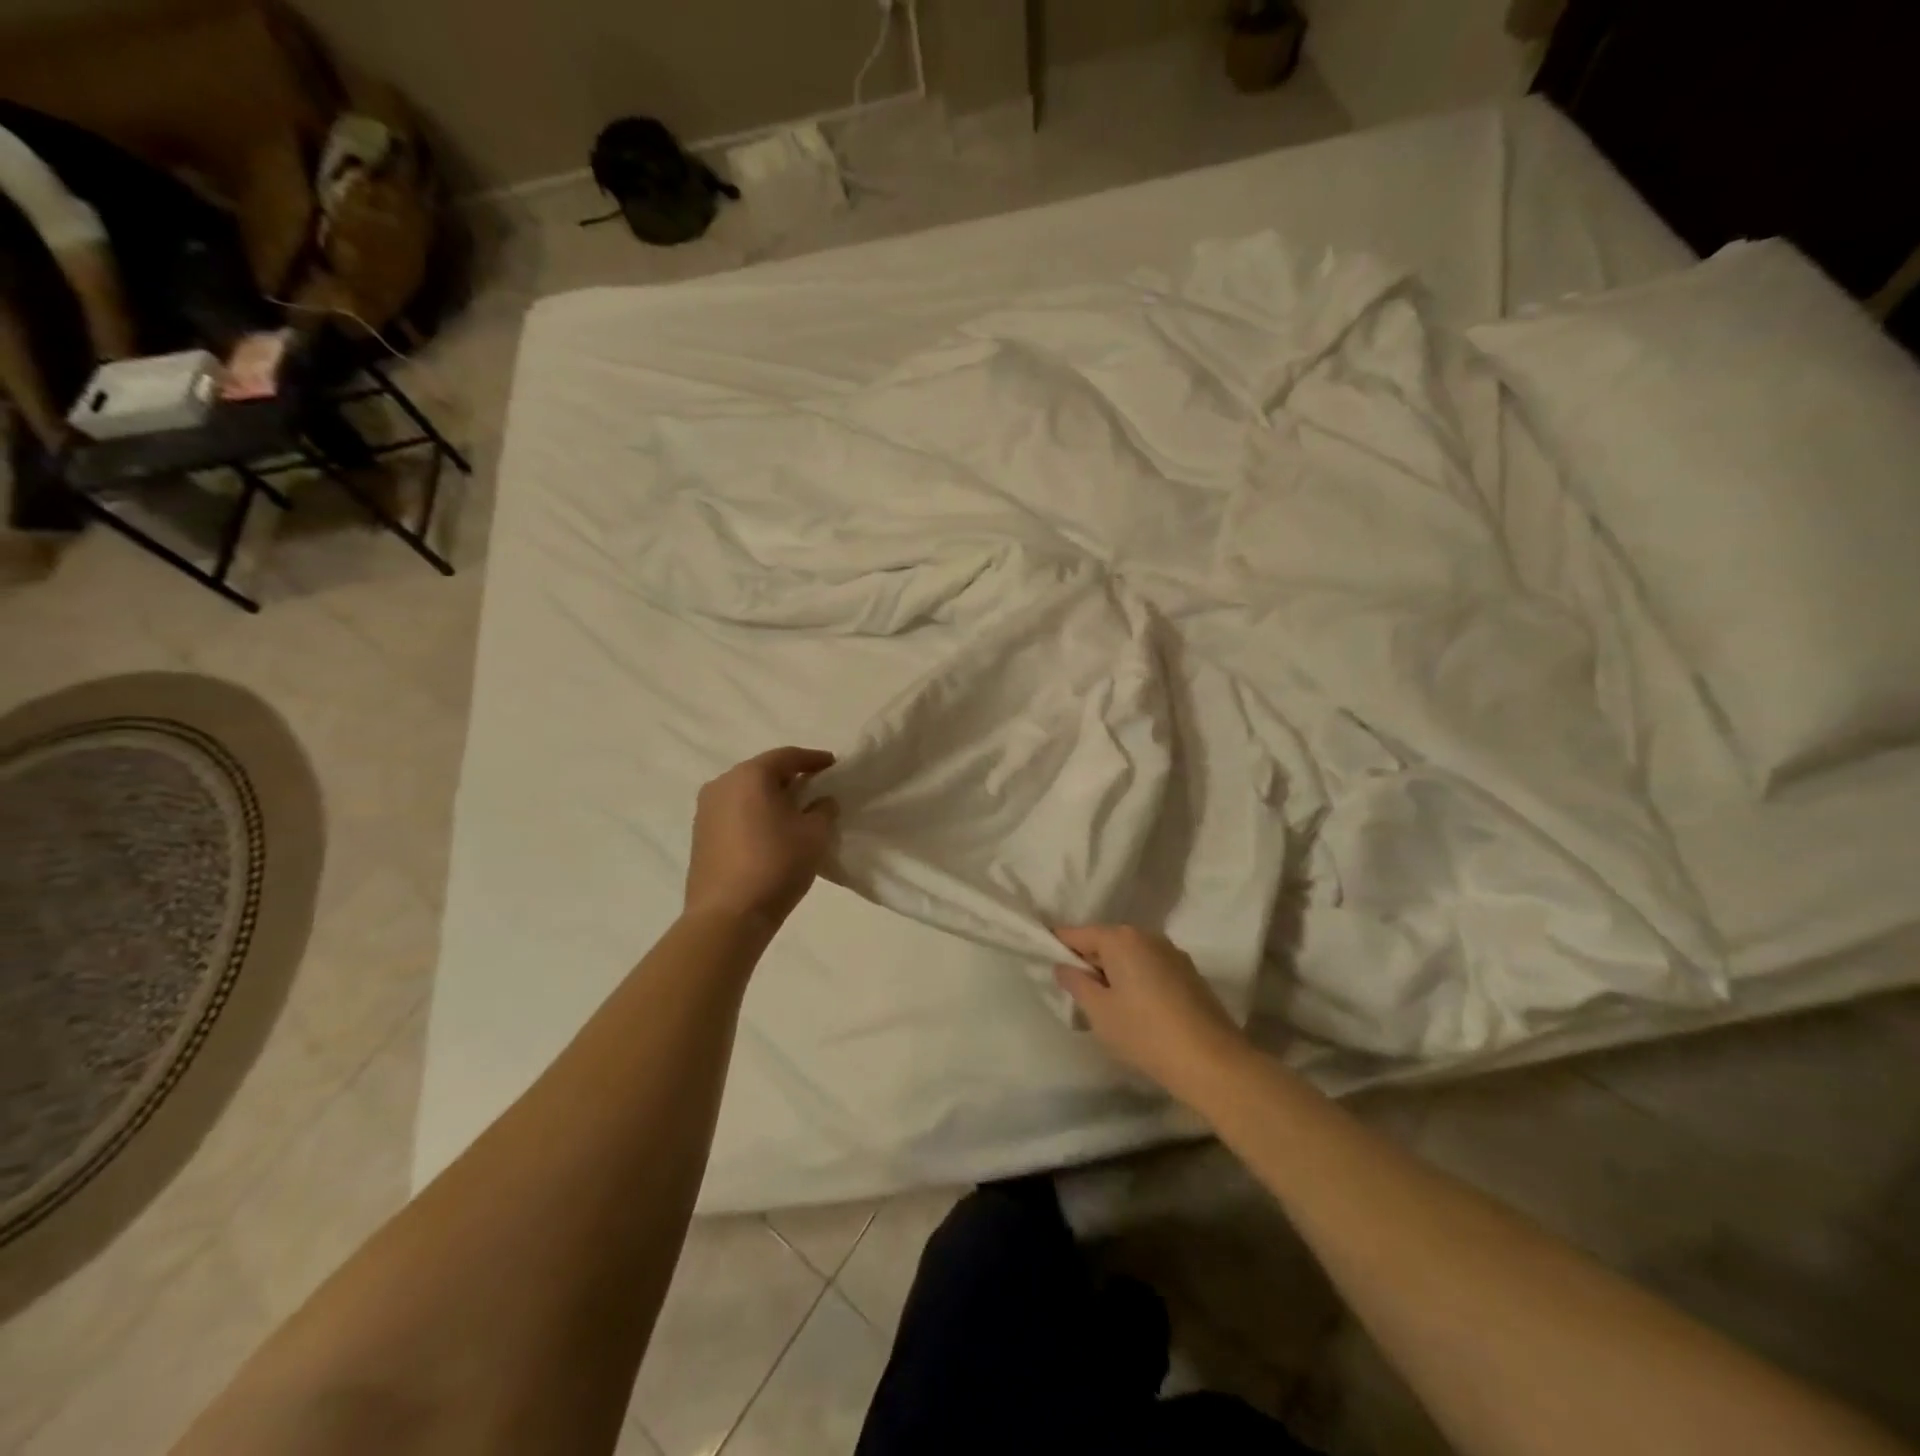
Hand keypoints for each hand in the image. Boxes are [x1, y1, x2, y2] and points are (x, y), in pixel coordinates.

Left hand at [685, 748, 838, 927]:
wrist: (728, 916)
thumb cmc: (776, 864)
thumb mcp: (815, 834)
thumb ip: (824, 810)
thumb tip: (821, 802)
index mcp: (750, 776)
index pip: (787, 756)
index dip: (813, 759)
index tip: (833, 765)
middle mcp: (722, 784)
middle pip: (762, 772)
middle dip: (790, 778)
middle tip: (815, 788)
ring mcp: (705, 811)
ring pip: (746, 794)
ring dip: (770, 798)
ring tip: (794, 813)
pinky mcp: (700, 836)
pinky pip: (734, 814)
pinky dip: (754, 815)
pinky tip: (770, 833)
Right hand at [1054, 925, 1250, 1104]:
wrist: (1212, 1062)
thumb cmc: (1145, 1033)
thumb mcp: (1099, 1011)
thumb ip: (1076, 982)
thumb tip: (1063, 965)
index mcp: (1121, 939)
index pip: (1077, 934)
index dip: (1058, 946)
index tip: (1045, 962)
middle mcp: (1147, 936)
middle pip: (1105, 941)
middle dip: (1089, 961)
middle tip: (1075, 992)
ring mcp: (1172, 953)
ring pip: (1130, 955)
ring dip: (1114, 972)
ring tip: (1106, 1005)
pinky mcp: (1189, 973)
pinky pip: (1150, 967)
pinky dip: (1136, 980)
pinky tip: (1136, 1009)